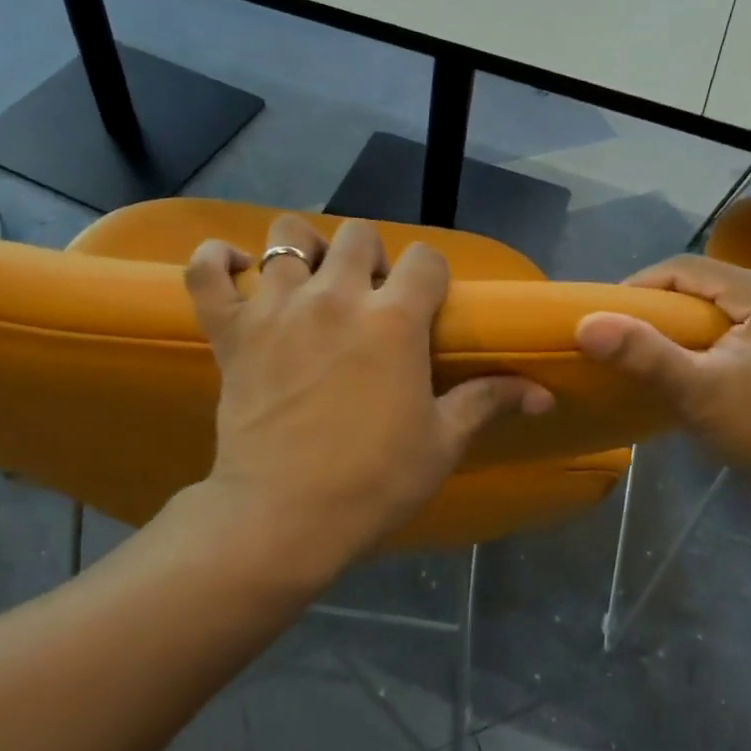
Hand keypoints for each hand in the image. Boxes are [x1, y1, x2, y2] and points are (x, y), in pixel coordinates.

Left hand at [185, 216, 553, 569]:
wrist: (283, 516)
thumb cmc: (373, 481)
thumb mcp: (442, 443)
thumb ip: (489, 402)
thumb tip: (544, 395)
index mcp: (394, 319)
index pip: (425, 259)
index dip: (431, 275)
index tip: (426, 302)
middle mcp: (336, 296)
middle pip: (358, 234)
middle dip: (370, 256)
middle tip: (367, 297)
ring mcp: (276, 308)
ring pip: (286, 236)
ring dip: (302, 248)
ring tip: (308, 279)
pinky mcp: (230, 329)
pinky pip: (206, 271)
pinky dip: (215, 260)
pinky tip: (233, 268)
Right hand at [575, 255, 750, 497]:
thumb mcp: (698, 392)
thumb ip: (643, 354)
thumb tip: (585, 323)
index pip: (689, 267)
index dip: (642, 285)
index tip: (610, 314)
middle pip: (712, 281)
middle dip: (666, 303)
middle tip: (631, 333)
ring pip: (732, 299)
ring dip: (693, 317)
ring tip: (661, 347)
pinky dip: (720, 330)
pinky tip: (706, 358)